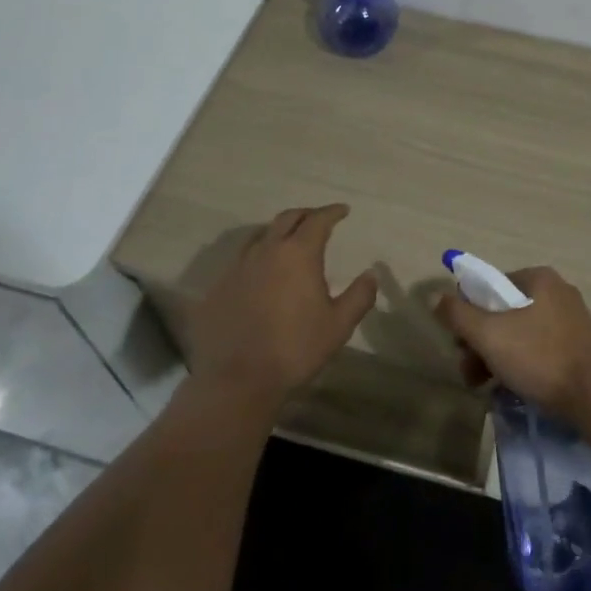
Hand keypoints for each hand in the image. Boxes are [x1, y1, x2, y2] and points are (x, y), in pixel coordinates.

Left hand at [189, 205, 377, 405]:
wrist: (238, 380)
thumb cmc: (295, 349)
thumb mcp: (338, 326)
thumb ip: (359, 296)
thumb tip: (371, 274)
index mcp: (298, 254)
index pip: (318, 220)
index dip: (332, 212)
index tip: (343, 210)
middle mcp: (267, 250)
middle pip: (287, 219)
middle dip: (306, 215)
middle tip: (318, 219)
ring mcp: (238, 266)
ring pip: (261, 235)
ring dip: (278, 231)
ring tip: (288, 240)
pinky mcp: (219, 285)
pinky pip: (241, 258)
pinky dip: (257, 254)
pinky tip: (261, 270)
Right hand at [434, 266, 590, 424]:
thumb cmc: (541, 357)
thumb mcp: (490, 334)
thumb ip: (459, 314)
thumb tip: (437, 297)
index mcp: (538, 278)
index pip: (489, 286)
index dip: (468, 314)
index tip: (460, 345)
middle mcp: (556, 292)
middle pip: (503, 312)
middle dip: (480, 343)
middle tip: (470, 373)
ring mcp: (570, 321)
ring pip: (519, 334)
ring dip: (496, 358)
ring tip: (485, 388)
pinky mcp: (578, 348)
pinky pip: (538, 350)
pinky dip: (521, 366)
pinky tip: (511, 390)